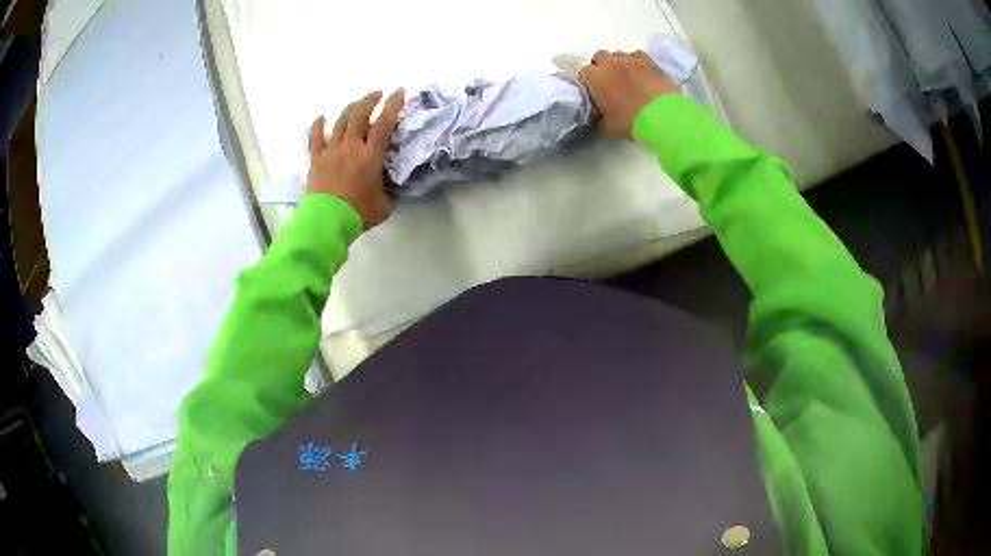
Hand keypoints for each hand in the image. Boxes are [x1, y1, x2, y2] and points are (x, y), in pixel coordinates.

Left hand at [307, 88, 404, 229]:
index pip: (384, 123)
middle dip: (370, 100)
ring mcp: (331, 151)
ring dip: (350, 108)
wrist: (327, 221)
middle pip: (360, 115)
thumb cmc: (358, 213)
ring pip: (340, 122)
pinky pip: (316, 137)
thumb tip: (388, 186)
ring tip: (357, 103)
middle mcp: (351, 146)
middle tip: (378, 93)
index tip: (399, 92)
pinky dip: (318, 125)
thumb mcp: (384, 204)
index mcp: (371, 155)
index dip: (393, 105)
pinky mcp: (316, 159)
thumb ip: (387, 190)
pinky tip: (321, 117)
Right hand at [578, 51, 677, 139]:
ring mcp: (629, 59)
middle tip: (610, 83)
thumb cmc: (630, 122)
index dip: (589, 84)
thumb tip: (597, 112)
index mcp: (594, 77)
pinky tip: (641, 72)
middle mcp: (608, 63)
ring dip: (619, 63)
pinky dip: (636, 61)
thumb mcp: (605, 126)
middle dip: (602, 67)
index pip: (583, 74)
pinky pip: (637, 55)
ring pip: (618, 55)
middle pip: (599, 58)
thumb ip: (597, 115)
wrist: (662, 116)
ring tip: (627, 77)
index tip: (596, 94)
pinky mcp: (648, 60)